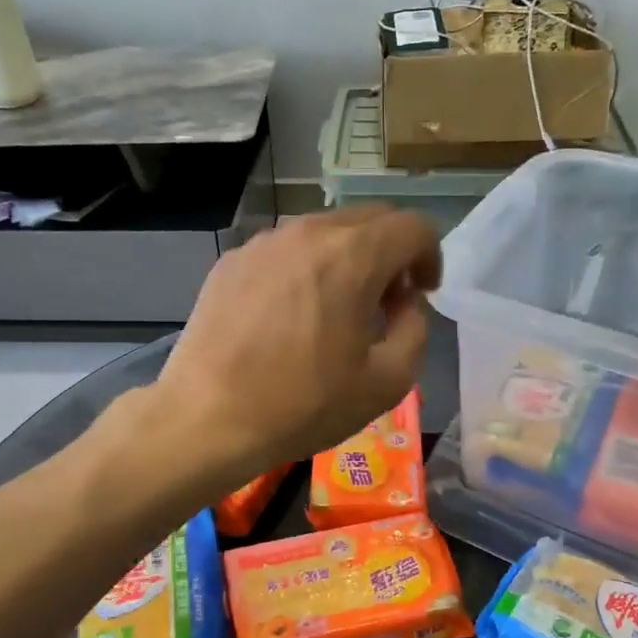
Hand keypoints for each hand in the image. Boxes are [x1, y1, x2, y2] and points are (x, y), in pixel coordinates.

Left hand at [151, 204, 441, 485]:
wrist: (207, 418)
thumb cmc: (303, 405)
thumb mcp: (386, 382)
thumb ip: (415, 330)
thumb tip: (406, 303)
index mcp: (353, 255)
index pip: (413, 226)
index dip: (430, 256)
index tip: (422, 293)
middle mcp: (308, 233)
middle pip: (370, 219)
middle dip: (391, 252)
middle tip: (385, 301)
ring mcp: (263, 243)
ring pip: (324, 231)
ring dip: (347, 258)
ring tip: (336, 308)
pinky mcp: (231, 260)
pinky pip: (284, 250)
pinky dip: (304, 269)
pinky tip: (289, 315)